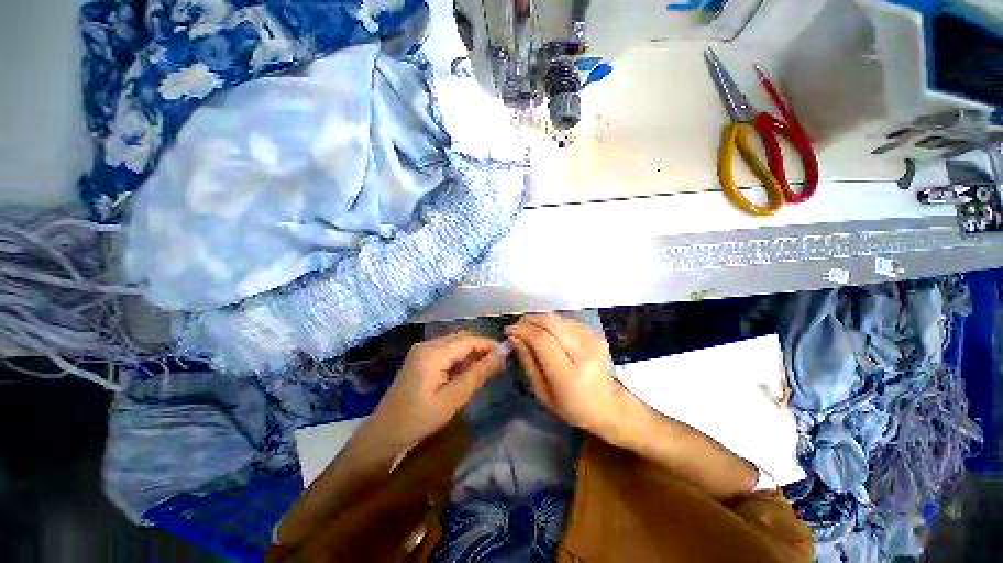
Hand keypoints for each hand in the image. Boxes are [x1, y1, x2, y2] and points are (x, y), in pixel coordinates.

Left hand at [370, 332, 505, 449]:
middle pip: (462, 338)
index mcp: (433, 353)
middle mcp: (427, 344)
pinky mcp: (420, 357)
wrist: (384, 434)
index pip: (469, 340)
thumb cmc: (419, 420)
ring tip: (486, 368)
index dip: (489, 344)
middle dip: (481, 348)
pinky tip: (466, 371)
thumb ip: (478, 373)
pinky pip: (446, 350)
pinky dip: (459, 357)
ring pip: (455, 343)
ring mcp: (422, 350)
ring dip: (471, 352)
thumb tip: (502, 354)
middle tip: (498, 363)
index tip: (507, 354)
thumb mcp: (453, 398)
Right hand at [505, 314, 623, 435]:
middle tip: (517, 326)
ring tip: (529, 329)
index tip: (508, 330)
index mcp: (569, 374)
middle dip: (529, 320)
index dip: (522, 330)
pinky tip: (547, 332)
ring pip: (558, 318)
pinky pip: (567, 321)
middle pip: (550, 322)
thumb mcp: (543, 393)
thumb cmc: (572, 407)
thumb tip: (514, 337)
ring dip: (539, 320)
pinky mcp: (596, 334)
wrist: (609, 405)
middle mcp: (583, 352)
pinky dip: (552, 323)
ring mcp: (593, 340)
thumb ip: (528, 362)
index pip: (541, 340)